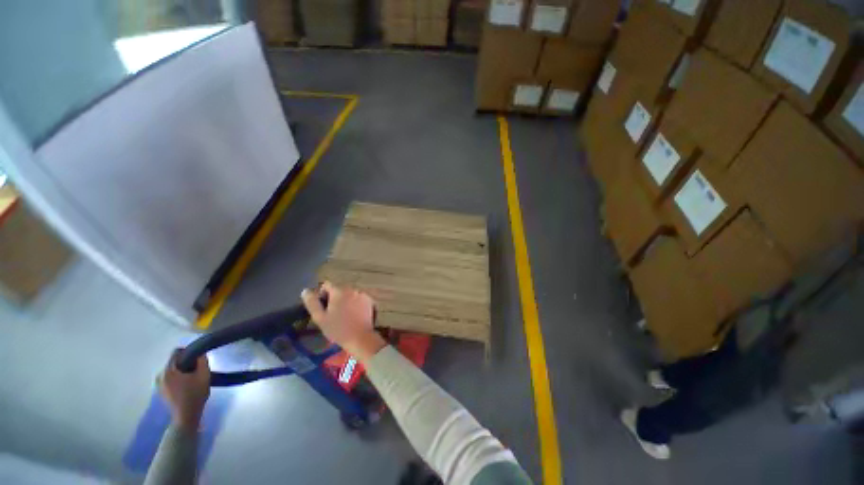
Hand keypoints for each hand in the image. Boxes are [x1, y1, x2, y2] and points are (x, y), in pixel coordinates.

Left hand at [158, 349, 209, 432]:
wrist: (186, 416)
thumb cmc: (195, 394)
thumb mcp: (204, 375)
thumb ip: (202, 361)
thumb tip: (200, 353)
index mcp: (168, 371)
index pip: (176, 352)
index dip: (188, 351)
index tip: (198, 357)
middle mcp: (160, 375)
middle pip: (174, 362)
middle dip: (186, 362)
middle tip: (197, 369)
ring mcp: (158, 384)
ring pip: (172, 370)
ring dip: (182, 370)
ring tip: (193, 378)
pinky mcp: (160, 391)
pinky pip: (169, 378)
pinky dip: (178, 378)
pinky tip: (187, 385)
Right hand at [301, 281, 385, 360]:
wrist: (360, 337)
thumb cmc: (338, 329)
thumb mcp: (320, 318)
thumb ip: (312, 303)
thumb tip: (305, 291)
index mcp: (339, 291)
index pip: (327, 285)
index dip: (322, 294)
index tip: (323, 307)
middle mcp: (352, 288)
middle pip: (339, 288)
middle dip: (334, 297)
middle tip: (333, 313)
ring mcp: (362, 293)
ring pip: (349, 293)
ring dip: (345, 299)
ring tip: (344, 315)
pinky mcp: (369, 300)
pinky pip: (358, 297)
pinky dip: (355, 302)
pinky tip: (353, 314)